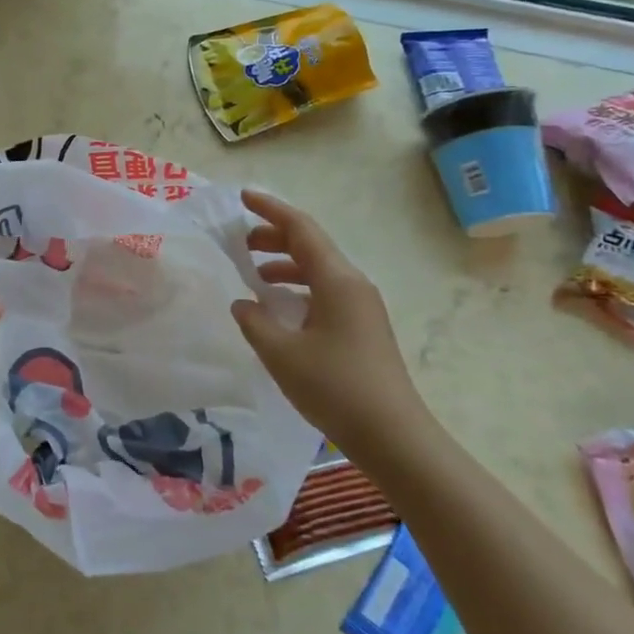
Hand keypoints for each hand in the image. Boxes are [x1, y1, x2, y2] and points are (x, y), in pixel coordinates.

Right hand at [230, 189, 436, 469]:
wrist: (393, 436)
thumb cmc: (336, 388)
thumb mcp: (282, 354)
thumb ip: (255, 322)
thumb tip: (243, 304)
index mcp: (337, 280)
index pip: (301, 229)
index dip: (270, 209)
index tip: (242, 197)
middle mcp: (352, 284)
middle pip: (310, 245)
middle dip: (273, 237)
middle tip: (239, 242)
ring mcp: (361, 306)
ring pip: (317, 270)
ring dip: (284, 265)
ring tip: (253, 275)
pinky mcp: (362, 327)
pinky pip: (324, 291)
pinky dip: (297, 289)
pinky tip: (278, 310)